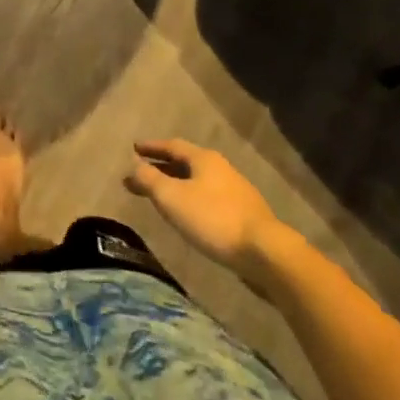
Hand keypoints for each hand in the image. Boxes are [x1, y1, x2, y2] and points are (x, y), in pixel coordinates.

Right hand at [125, 140, 284, 278]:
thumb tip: (134, 166)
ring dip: (176, 186)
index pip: (172, 146)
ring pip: (198, 182)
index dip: (152, 147)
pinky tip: (187, 215)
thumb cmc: (213, 219)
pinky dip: (191, 201)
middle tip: (140, 176)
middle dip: (161, 169)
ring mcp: (236, 193)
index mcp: (204, 159)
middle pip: (185, 164)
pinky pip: (209, 200)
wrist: (266, 253)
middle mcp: (221, 169)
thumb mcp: (171, 197)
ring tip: (160, 197)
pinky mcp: (244, 216)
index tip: (134, 148)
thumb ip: (149, 179)